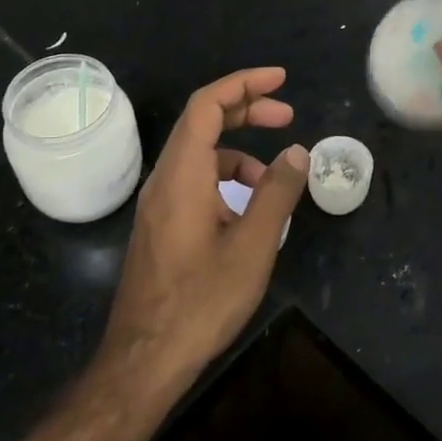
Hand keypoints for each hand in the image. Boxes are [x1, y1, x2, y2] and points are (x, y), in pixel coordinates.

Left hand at [101, 67, 308, 386]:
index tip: (280, 79)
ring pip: (199, 155)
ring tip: (275, 180)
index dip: (243, 84)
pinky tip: (248, 212)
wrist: (144, 361)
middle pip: (202, 123)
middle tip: (287, 116)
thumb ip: (276, 193)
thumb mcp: (252, 246)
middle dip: (246, 110)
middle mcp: (164, 179)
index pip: (207, 105)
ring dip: (239, 151)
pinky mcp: (161, 226)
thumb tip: (297, 152)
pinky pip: (194, 183)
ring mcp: (158, 204)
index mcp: (182, 174)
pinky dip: (225, 180)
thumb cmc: (201, 301)